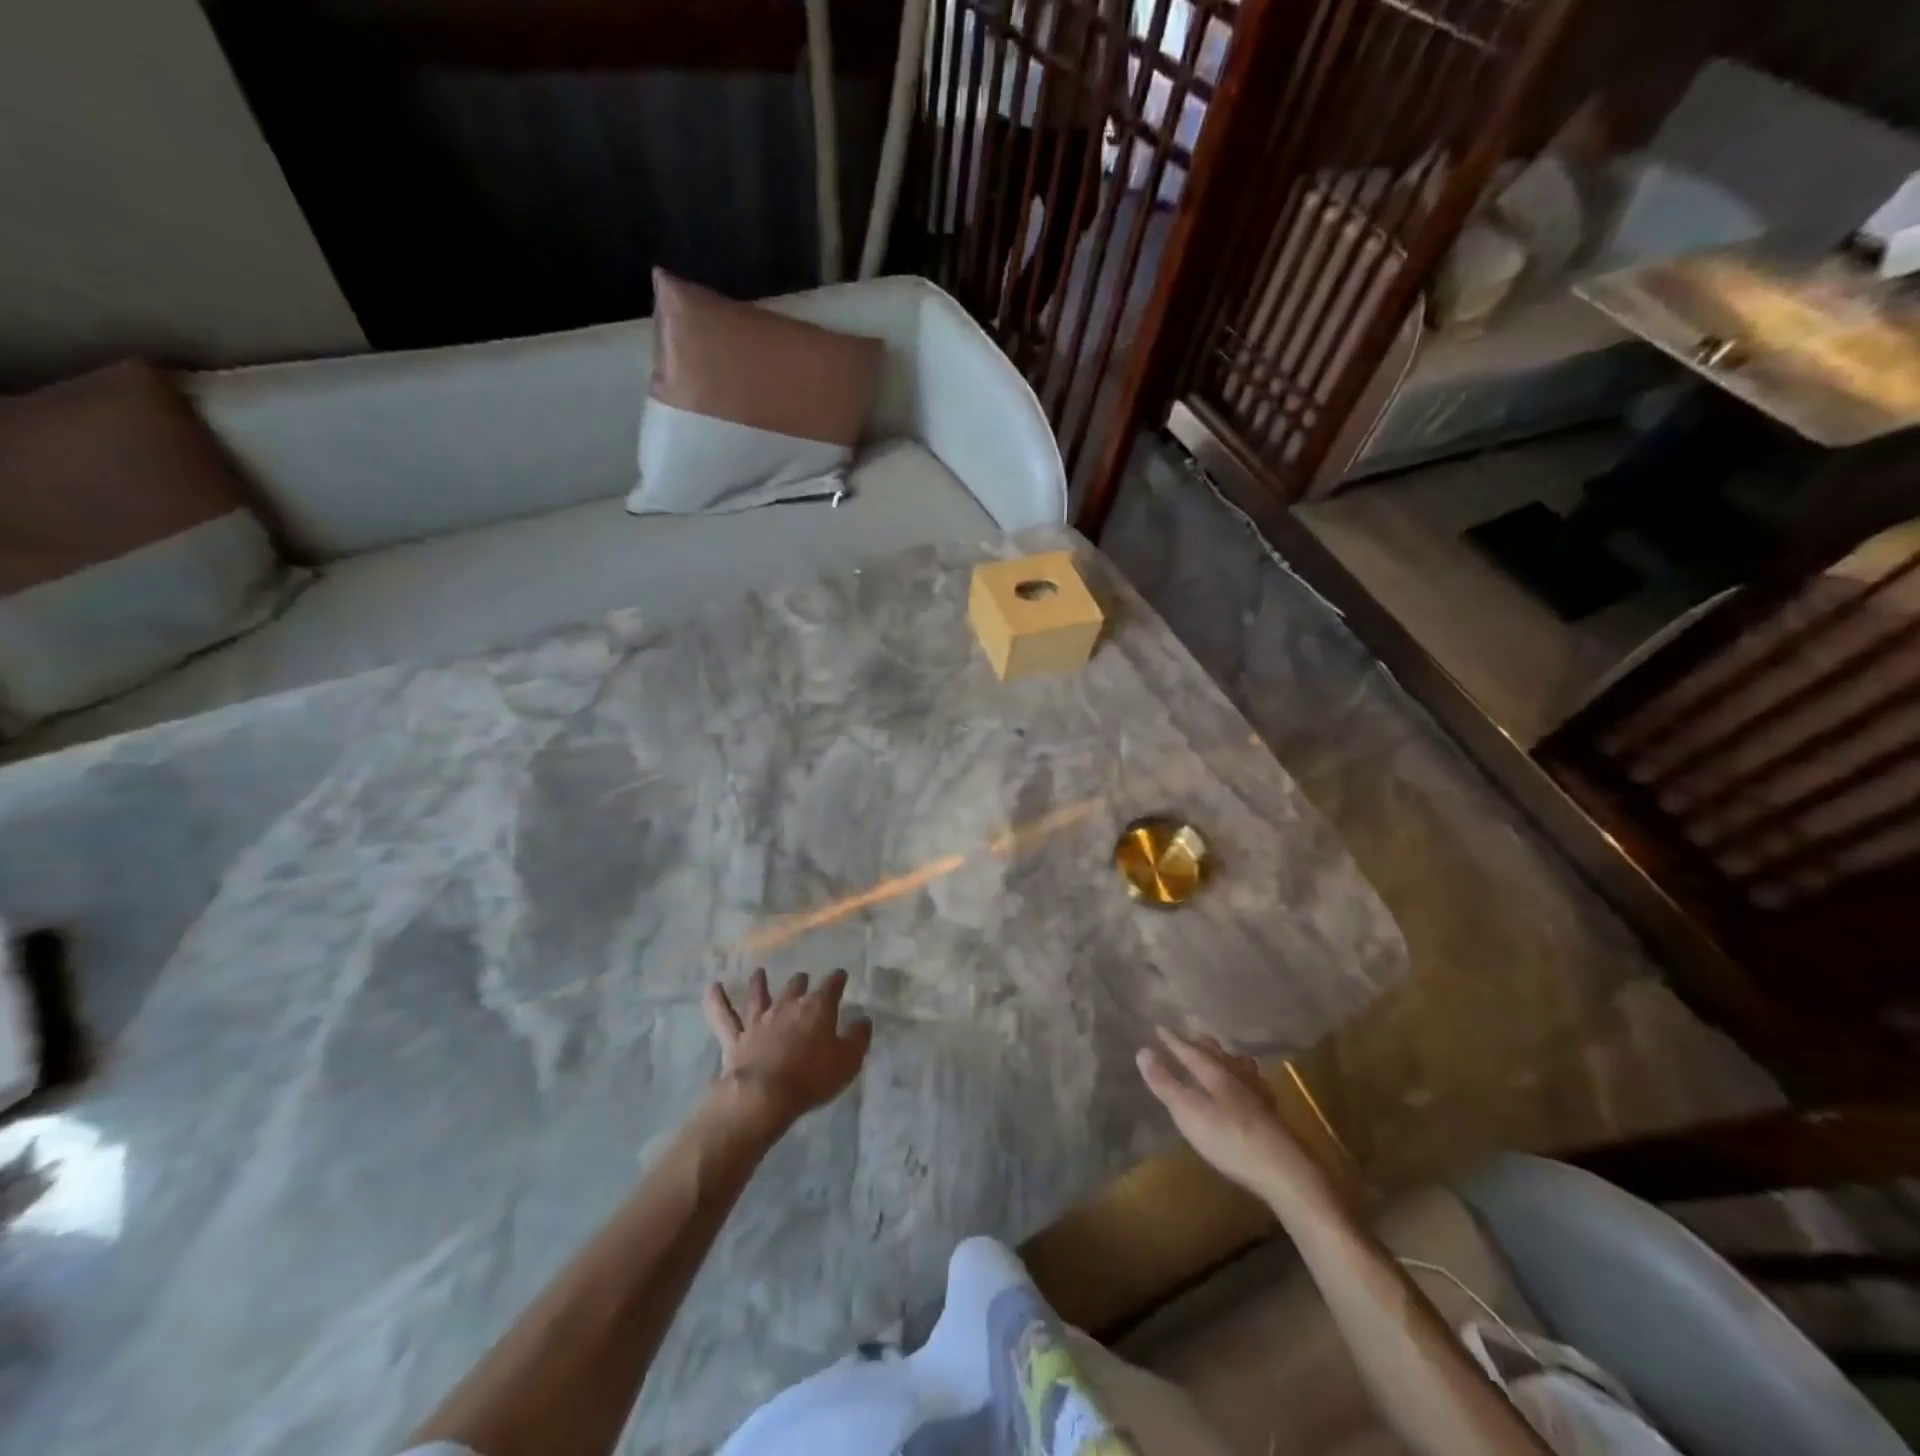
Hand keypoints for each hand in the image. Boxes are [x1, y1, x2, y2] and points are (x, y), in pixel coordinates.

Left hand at [703, 968, 871, 1131]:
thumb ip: (858, 1038)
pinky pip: (723, 1016)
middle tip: (802, 978)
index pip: (831, 986)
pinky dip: (716, 1001)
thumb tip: (864, 1020)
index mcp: (817, 1008)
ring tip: (759, 972)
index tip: (841, 975)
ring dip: (760, 984)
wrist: (765, 1095)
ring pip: (759, 996)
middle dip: (800, 982)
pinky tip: (712, 987)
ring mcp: (759, 1021)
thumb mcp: (847, 1061)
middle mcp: (787, 1006)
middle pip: (795, 987)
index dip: (837, 979)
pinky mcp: (736, 1038)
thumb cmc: (812, 1077)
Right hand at [1137, 1027, 1329, 1208]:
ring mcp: (1258, 1096)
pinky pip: (1256, 1085)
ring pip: (1240, 1067)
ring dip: (1227, 1058)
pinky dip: (1247, 1079)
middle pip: (1218, 1054)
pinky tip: (1252, 1088)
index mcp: (1216, 1074)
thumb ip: (1165, 1083)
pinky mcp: (1272, 1116)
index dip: (1173, 1041)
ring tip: (1222, 1055)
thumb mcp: (1189, 1112)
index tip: (1158, 1027)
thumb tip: (1142, 1051)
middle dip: (1201, 1044)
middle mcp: (1238, 1078)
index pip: (1190, 1051)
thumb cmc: (1229, 1140)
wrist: (1284, 1171)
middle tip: (1191, 1034)